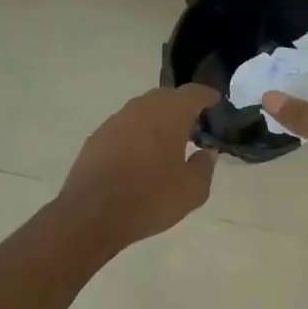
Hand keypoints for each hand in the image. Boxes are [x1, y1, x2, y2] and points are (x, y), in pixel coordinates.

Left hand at [59, 84, 220, 249]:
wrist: (91, 215)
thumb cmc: (150, 198)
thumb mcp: (192, 191)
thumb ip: (204, 167)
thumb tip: (206, 153)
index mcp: (169, 114)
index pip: (193, 93)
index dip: (207, 96)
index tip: (216, 102)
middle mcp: (141, 109)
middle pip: (166, 97)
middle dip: (181, 107)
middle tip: (194, 126)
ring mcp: (115, 121)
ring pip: (143, 111)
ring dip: (157, 120)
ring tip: (167, 143)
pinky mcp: (97, 138)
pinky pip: (125, 127)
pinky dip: (137, 134)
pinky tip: (140, 157)